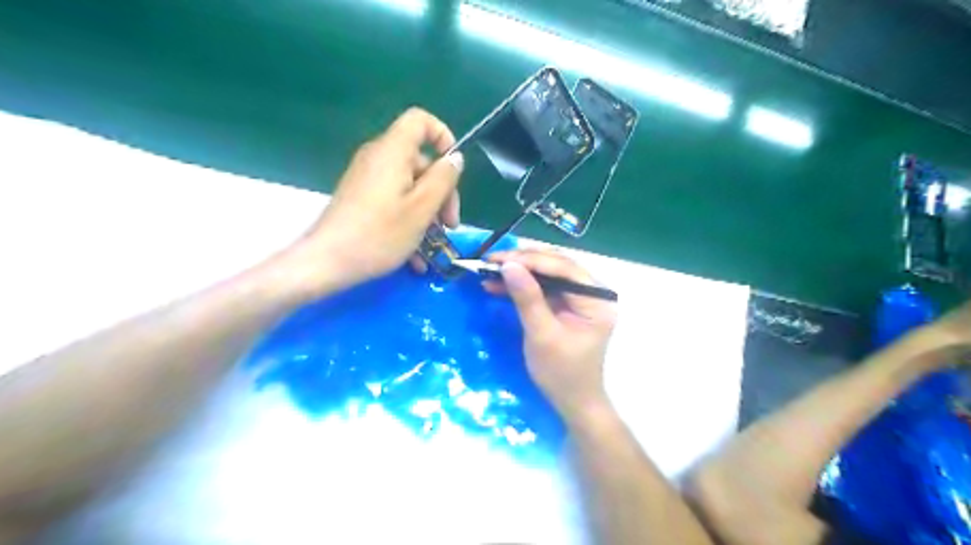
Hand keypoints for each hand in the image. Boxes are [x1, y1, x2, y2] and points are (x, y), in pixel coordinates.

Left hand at [285, 107, 464, 292]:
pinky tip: (417, 256)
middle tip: (449, 224)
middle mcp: (378, 158)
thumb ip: (443, 179)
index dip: (442, 136)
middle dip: (441, 191)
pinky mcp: (361, 199)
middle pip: (420, 161)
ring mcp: (368, 180)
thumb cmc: (379, 234)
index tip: (453, 169)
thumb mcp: (422, 208)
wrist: (326, 262)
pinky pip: (394, 201)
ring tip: (435, 244)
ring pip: (409, 186)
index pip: (419, 120)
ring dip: (428, 213)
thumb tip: (455, 158)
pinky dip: (409, 220)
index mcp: (392, 152)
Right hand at [484, 249, 617, 420]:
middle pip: (556, 266)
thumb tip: (509, 265)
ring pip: (547, 274)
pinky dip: (521, 286)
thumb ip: (527, 298)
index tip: (500, 259)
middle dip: (523, 262)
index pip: (564, 269)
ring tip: (489, 270)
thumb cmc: (562, 373)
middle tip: (491, 261)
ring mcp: (579, 298)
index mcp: (597, 300)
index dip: (531, 260)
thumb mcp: (542, 335)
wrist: (572, 402)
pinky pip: (542, 287)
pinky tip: (498, 284)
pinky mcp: (565, 305)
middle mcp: (592, 293)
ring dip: (519, 272)